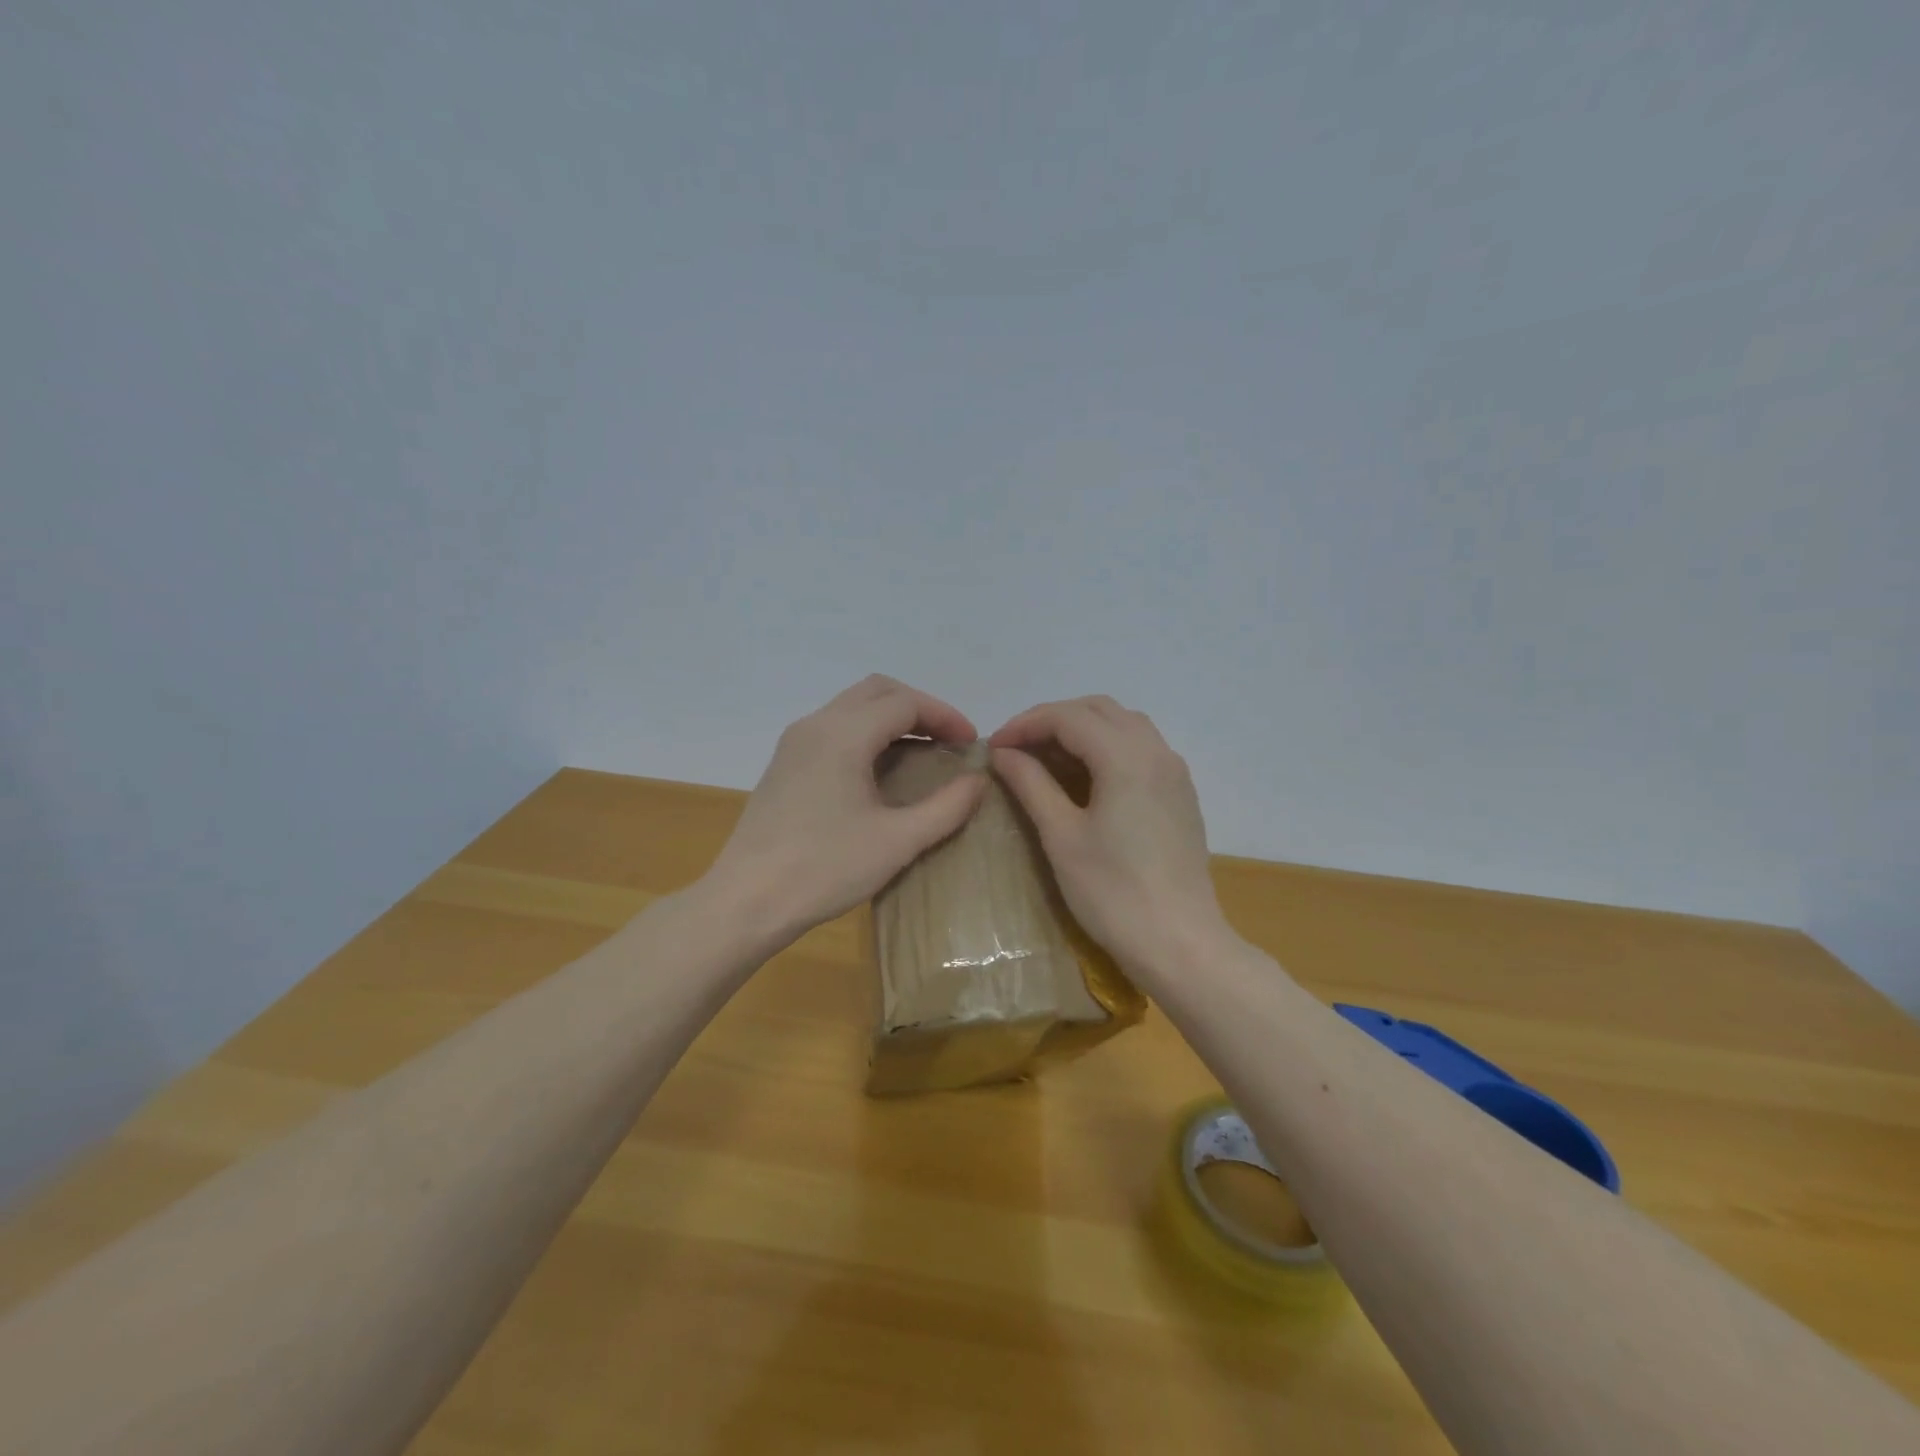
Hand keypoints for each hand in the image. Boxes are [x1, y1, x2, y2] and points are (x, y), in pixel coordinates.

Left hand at [705, 676, 989, 944]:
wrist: (746, 901)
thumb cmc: (825, 869)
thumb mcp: (897, 842)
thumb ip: (946, 807)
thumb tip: (978, 780)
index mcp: (844, 734)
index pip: (905, 703)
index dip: (945, 716)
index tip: (971, 744)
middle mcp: (816, 725)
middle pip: (877, 691)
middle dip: (919, 708)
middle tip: (948, 741)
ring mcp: (795, 742)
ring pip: (852, 707)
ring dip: (891, 719)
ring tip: (923, 753)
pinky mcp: (784, 763)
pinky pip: (834, 728)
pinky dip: (866, 733)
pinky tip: (881, 771)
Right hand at [990, 696, 1232, 981]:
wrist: (1180, 944)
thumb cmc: (1112, 893)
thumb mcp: (1061, 836)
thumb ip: (1031, 784)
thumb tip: (1004, 753)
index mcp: (1126, 757)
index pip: (1068, 717)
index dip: (1026, 724)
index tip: (994, 747)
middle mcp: (1156, 751)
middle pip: (1099, 710)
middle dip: (1053, 720)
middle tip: (1017, 749)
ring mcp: (1175, 772)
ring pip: (1124, 725)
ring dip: (1082, 729)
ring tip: (1047, 758)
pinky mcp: (1181, 794)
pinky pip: (1141, 748)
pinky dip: (1107, 746)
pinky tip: (1086, 777)